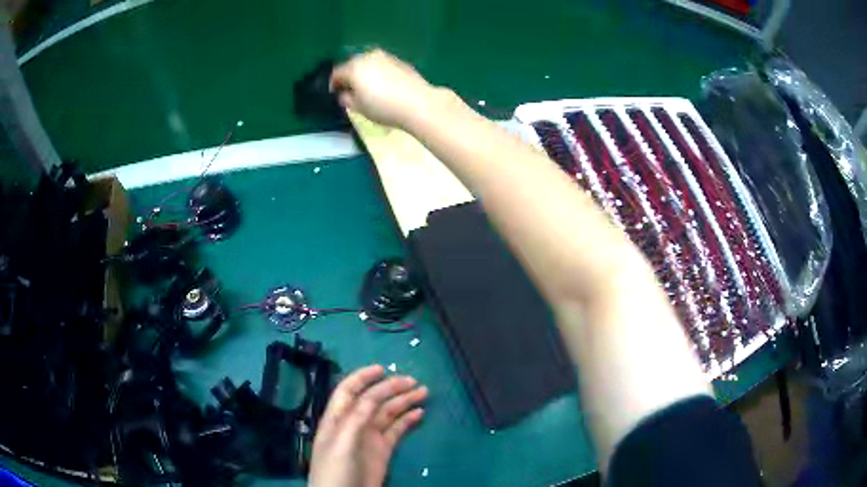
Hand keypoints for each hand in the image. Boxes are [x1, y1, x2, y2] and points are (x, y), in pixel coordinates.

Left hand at [309, 365, 427, 486]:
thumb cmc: (334, 469)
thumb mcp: (341, 443)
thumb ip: (355, 419)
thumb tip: (373, 396)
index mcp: (338, 418)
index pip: (349, 390)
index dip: (363, 377)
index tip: (383, 369)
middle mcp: (354, 423)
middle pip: (373, 399)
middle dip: (391, 388)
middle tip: (413, 381)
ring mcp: (369, 437)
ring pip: (388, 413)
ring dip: (404, 401)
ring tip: (423, 392)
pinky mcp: (383, 450)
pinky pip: (397, 430)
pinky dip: (408, 420)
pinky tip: (419, 412)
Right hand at [330, 49, 444, 130]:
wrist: (418, 103)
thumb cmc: (383, 107)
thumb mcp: (358, 108)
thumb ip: (346, 99)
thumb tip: (344, 94)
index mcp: (354, 67)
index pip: (337, 73)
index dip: (333, 84)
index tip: (335, 94)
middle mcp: (368, 56)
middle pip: (352, 65)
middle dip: (350, 76)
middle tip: (351, 91)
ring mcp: (386, 56)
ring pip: (368, 63)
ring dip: (365, 73)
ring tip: (368, 88)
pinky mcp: (400, 61)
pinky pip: (382, 65)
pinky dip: (379, 73)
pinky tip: (385, 86)